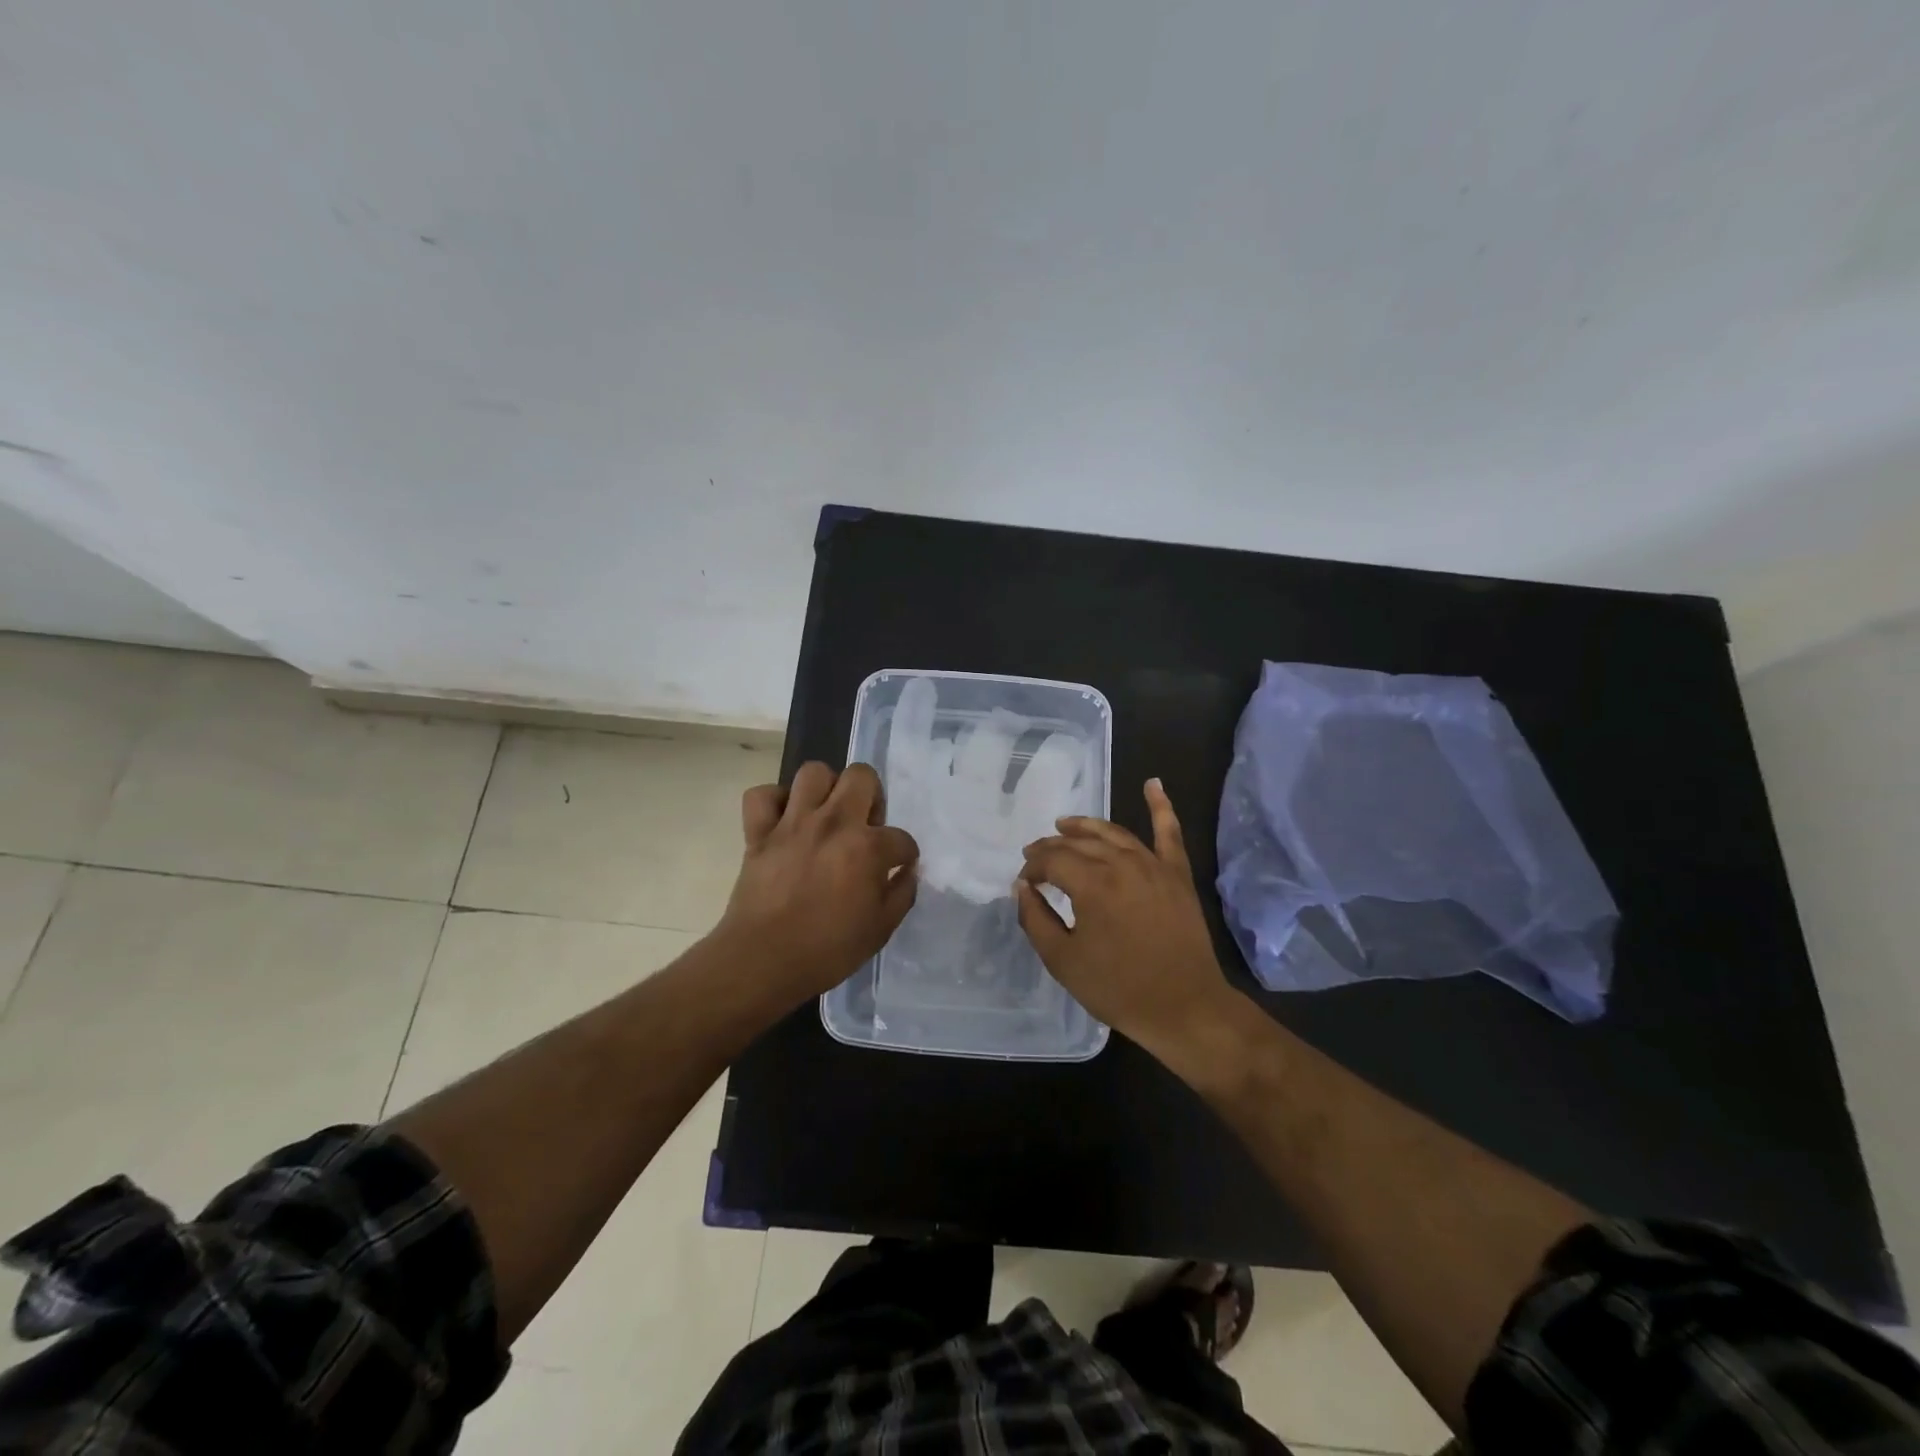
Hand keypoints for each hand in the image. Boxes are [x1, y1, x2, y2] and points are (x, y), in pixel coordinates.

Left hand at [718, 761, 918, 1002]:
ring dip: (825, 788)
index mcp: (868, 848)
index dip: (904, 854)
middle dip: (872, 795)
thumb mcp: (880, 929)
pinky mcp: (758, 832)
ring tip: (826, 813)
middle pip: (861, 776)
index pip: (901, 838)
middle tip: (865, 825)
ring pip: (813, 772)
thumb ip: (901, 894)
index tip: (898, 867)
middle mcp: (833, 823)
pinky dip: (774, 802)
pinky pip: (761, 795)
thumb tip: (907, 871)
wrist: (763, 962)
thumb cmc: (827, 950)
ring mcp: (793, 823)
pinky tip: (785, 820)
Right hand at [1016, 778, 1237, 1069]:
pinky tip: (1153, 783)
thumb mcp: (1063, 961)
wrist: (1185, 1008)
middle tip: (1035, 855)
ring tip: (1065, 824)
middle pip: (1079, 843)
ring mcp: (1154, 865)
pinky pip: (1169, 832)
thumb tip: (1022, 888)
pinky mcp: (1177, 874)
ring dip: (1086, 826)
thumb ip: (1036, 919)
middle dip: (1052, 846)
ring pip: (1113, 833)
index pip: (1052, 860)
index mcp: (1092, 884)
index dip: (1033, 867)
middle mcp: (1122, 863)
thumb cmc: (1119, 988)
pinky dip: (1161, 806)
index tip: (1024, 883)